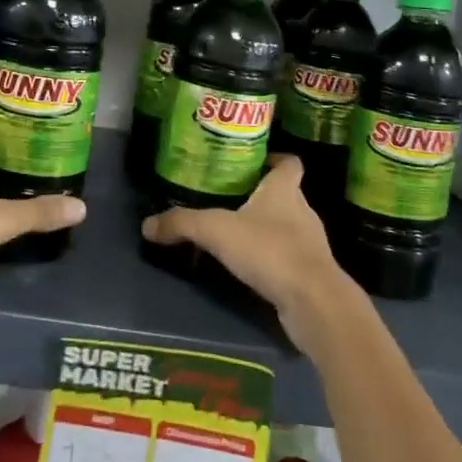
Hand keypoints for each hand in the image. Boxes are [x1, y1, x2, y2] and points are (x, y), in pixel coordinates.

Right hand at [139, 155, 357, 349]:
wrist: (313, 302)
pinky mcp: (311, 274)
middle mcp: (302, 211)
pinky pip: (288, 258)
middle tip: (229, 198)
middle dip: (260, 196)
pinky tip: (250, 269)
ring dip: (265, 229)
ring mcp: (310, 244)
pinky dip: (271, 259)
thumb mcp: (217, 231)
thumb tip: (147, 225)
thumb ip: (183, 223)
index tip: (254, 162)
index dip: (275, 159)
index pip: (289, 163)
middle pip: (285, 194)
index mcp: (284, 190)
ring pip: (287, 227)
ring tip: (235, 235)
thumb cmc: (270, 250)